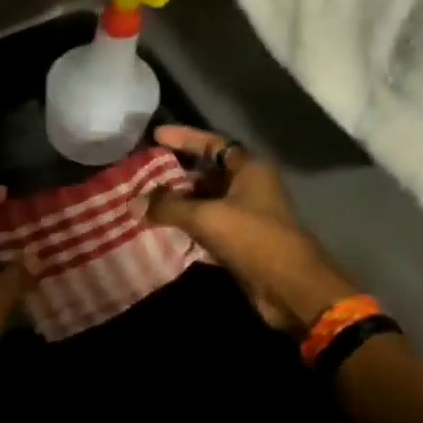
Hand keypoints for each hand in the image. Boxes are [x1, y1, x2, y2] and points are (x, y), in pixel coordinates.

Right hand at [138, 125, 357, 332]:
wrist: (288, 286)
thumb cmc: (252, 238)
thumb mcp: (206, 216)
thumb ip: (168, 206)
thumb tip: (133, 202)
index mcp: (249, 169)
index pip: (213, 143)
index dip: (184, 137)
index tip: (155, 135)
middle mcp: (248, 187)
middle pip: (206, 173)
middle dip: (175, 174)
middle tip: (142, 175)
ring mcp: (244, 215)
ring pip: (204, 201)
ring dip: (177, 203)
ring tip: (143, 203)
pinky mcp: (239, 241)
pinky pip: (206, 225)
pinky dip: (185, 225)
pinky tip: (161, 229)